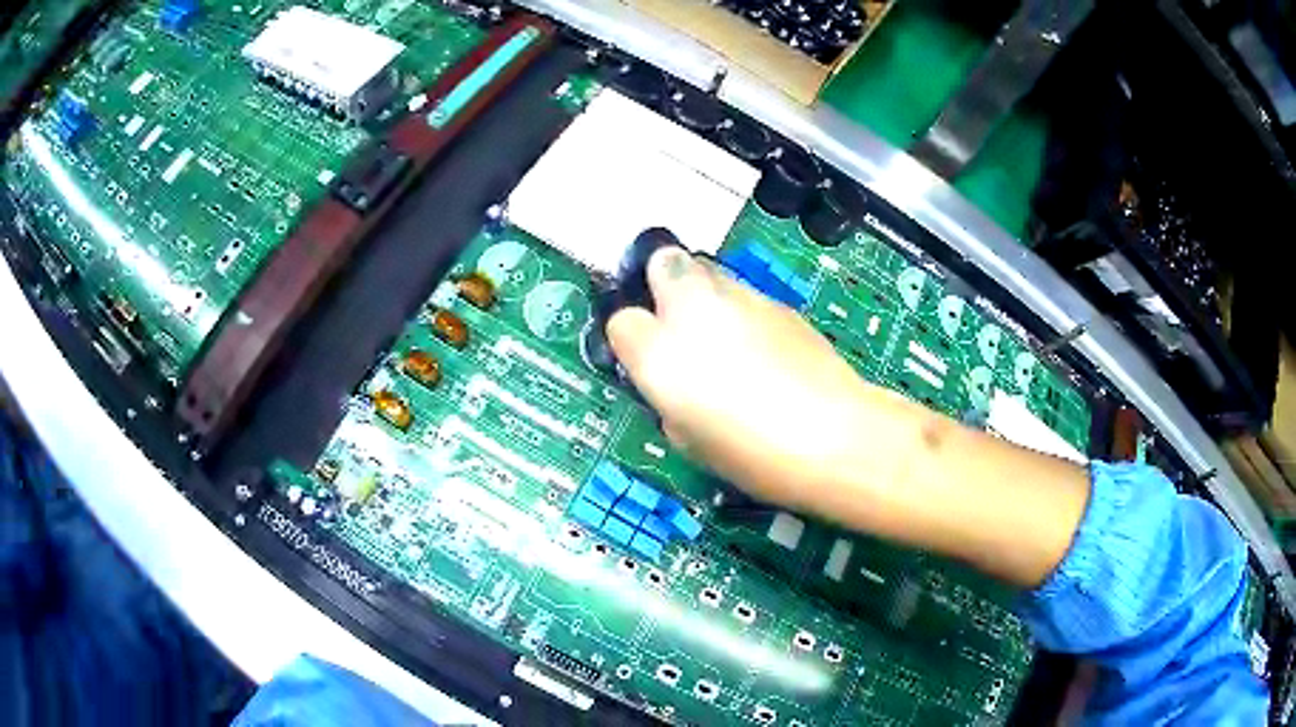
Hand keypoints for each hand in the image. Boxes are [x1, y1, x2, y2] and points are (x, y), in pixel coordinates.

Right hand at [606, 247, 1089, 587]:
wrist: (835, 436)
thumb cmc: (755, 457)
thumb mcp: (693, 442)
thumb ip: (671, 402)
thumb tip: (676, 387)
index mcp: (660, 354)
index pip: (621, 321)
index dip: (631, 338)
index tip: (645, 356)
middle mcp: (693, 311)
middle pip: (662, 263)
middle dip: (661, 282)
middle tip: (677, 318)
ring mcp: (740, 299)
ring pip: (707, 270)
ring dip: (704, 294)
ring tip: (724, 332)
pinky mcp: (779, 302)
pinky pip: (745, 294)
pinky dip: (742, 310)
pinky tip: (764, 345)